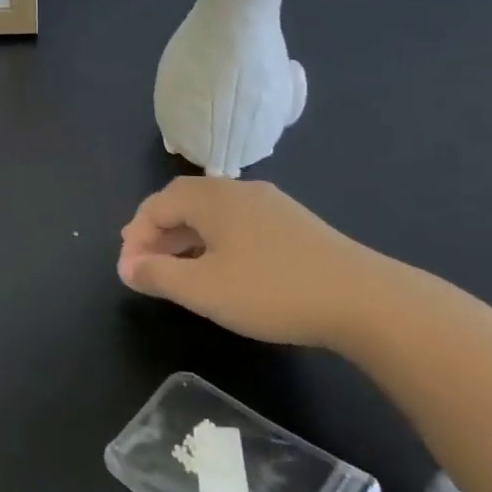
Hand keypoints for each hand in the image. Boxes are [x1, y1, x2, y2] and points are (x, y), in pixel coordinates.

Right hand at [118, 178, 393, 350]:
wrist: (363, 300)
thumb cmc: (270, 290)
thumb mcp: (203, 289)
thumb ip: (158, 275)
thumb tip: (127, 267)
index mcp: (211, 198)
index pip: (157, 204)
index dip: (136, 236)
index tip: (129, 272)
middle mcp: (238, 191)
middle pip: (183, 203)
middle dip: (158, 233)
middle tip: (145, 266)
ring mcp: (270, 205)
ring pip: (212, 214)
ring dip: (186, 239)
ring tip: (178, 271)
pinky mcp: (294, 225)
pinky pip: (238, 224)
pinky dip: (215, 242)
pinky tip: (222, 270)